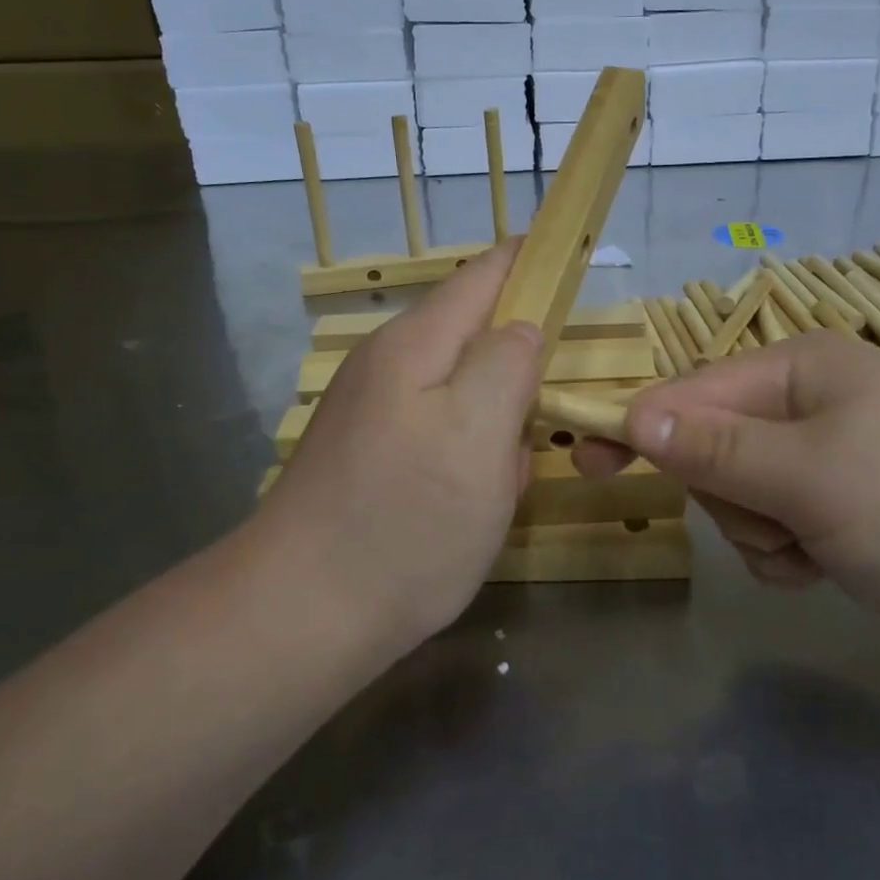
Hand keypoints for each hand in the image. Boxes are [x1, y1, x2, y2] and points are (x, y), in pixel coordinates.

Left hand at [259, 241, 544, 650]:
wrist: (299, 617)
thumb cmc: (405, 521)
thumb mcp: (478, 434)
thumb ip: (508, 363)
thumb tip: (523, 327)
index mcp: (416, 344)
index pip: (486, 274)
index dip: (534, 262)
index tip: (580, 264)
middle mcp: (389, 365)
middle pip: (475, 334)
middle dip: (522, 365)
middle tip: (551, 413)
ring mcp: (374, 412)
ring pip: (462, 392)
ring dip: (497, 423)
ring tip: (508, 476)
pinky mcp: (370, 455)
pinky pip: (440, 434)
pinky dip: (469, 456)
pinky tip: (473, 502)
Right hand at [574, 332, 879, 658]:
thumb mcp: (807, 475)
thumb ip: (714, 447)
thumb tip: (633, 415)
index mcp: (799, 367)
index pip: (692, 392)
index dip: (639, 427)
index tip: (584, 461)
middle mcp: (808, 401)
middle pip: (712, 446)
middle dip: (729, 495)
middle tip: (775, 519)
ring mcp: (825, 456)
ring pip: (738, 494)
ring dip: (760, 531)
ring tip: (814, 548)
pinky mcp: (839, 507)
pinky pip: (773, 526)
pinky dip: (786, 552)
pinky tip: (827, 565)